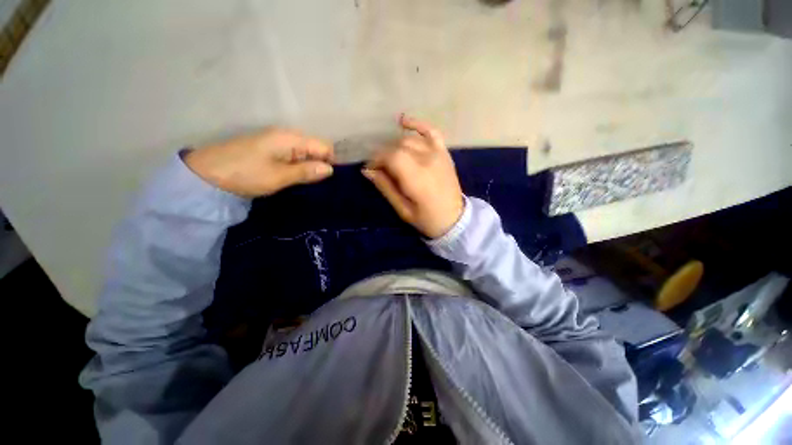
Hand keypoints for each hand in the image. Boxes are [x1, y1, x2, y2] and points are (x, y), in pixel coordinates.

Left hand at [184, 129, 334, 197]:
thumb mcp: (279, 176)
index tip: (327, 179)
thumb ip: (306, 172)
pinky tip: (293, 176)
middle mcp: (286, 135)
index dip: (330, 161)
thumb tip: (330, 170)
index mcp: (291, 138)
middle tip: (315, 183)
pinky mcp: (269, 147)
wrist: (206, 173)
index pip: (324, 146)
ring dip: (309, 166)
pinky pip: (293, 154)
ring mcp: (277, 140)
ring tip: (305, 182)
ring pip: (305, 152)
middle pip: (315, 147)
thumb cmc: (245, 174)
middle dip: (320, 164)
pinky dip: (298, 165)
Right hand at [363, 115, 463, 238]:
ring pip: (410, 140)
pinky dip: (417, 124)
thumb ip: (385, 187)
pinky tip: (403, 121)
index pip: (390, 157)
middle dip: (384, 155)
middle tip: (380, 168)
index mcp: (417, 178)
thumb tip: (367, 171)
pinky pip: (431, 131)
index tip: (371, 169)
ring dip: (395, 146)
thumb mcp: (403, 209)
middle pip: (398, 147)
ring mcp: (438, 154)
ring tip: (391, 159)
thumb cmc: (427, 219)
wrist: (455, 219)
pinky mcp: (444, 153)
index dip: (377, 160)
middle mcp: (427, 160)